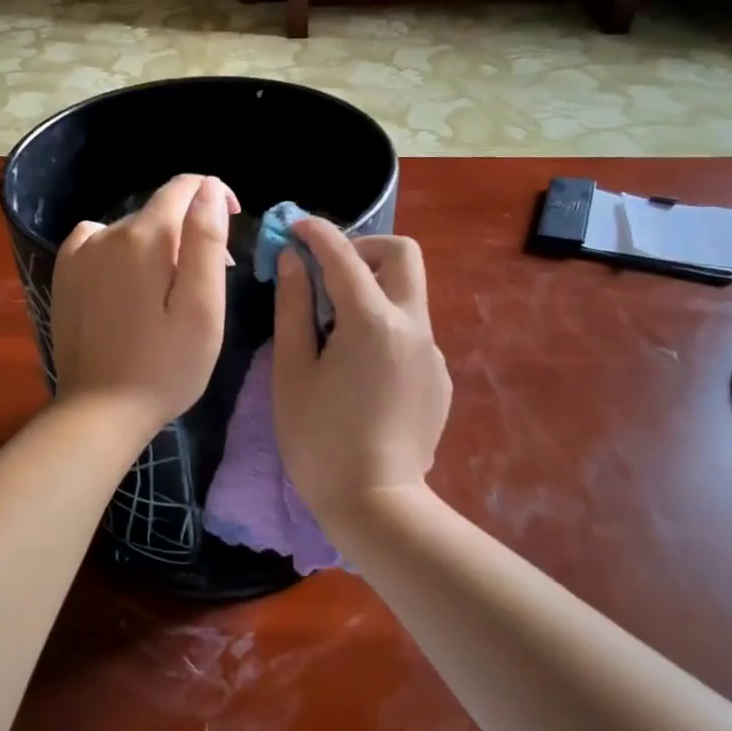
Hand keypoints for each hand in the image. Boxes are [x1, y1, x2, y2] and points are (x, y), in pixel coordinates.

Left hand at [50, 173, 237, 434]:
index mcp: (144, 238)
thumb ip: (206, 241)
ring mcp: (78, 254)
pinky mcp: (64, 276)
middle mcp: (105, 233)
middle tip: (211, 280)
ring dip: (158, 245)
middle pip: (159, 212)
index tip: (232, 223)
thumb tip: (208, 187)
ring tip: (171, 290)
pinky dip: (121, 251)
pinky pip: (98, 242)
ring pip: (131, 229)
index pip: (184, 187)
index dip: (214, 195)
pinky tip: (129, 283)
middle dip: (190, 232)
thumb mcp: (202, 308)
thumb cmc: (165, 366)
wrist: (100, 411)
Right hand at [272, 220, 450, 524]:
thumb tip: (294, 261)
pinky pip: (411, 333)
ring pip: (408, 295)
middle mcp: (413, 326)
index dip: (316, 232)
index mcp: (372, 321)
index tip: (295, 227)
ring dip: (373, 291)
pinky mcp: (439, 378)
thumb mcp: (292, 371)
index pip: (343, 255)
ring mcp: (432, 353)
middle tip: (328, 275)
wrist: (376, 504)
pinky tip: (361, 371)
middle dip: (364, 250)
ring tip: (336, 331)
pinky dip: (385, 329)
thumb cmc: (319, 440)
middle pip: (402, 255)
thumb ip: (293, 307)